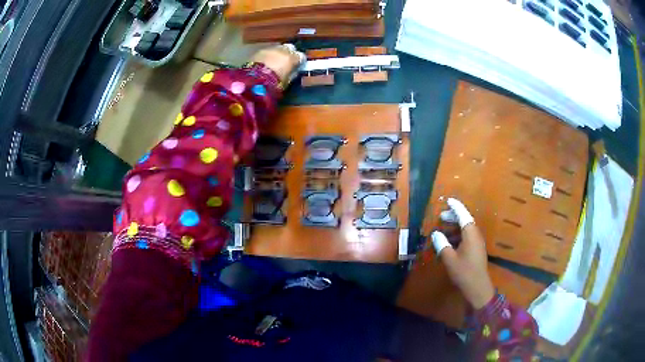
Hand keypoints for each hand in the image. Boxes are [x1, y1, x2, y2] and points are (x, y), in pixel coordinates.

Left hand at [250, 44, 304, 84]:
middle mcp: (284, 49)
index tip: (297, 66)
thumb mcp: (288, 81)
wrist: (255, 80)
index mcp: (293, 57)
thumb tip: (293, 70)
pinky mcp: (259, 50)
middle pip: (289, 48)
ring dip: (277, 54)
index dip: (299, 61)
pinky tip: (264, 63)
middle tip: (285, 62)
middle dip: (288, 54)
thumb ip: (292, 73)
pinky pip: (267, 51)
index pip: (301, 56)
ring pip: (277, 48)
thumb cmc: (275, 83)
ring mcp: (271, 48)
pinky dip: (267, 55)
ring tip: (273, 62)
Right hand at [432, 198, 493, 308]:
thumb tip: (436, 234)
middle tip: (441, 216)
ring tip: (442, 229)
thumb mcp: (449, 259)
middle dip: (453, 216)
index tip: (448, 200)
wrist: (477, 287)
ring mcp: (477, 242)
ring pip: (466, 229)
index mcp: (470, 234)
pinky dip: (458, 235)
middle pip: (465, 220)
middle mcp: (475, 235)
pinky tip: (449, 242)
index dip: (455, 207)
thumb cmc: (464, 272)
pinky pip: (467, 237)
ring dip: (455, 227)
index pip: (463, 215)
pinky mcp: (476, 250)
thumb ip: (442, 244)